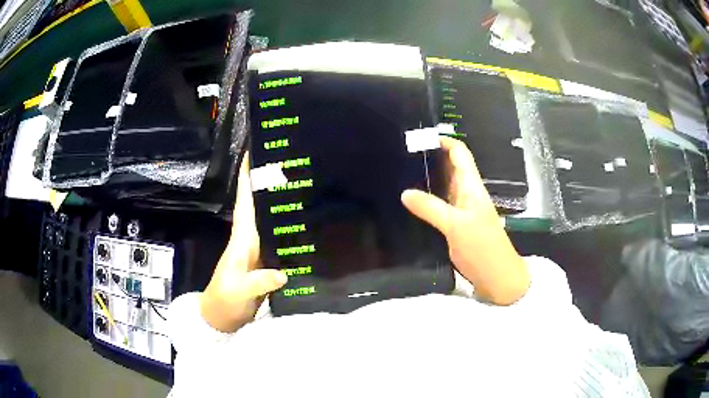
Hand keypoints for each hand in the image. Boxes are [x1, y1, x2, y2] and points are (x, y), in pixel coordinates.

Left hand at [200, 154, 287, 331]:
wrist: (221, 318)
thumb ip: (259, 282)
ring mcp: (260, 252)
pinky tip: (306, 227)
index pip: (245, 203)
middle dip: (269, 184)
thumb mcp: (238, 291)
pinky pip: (280, 242)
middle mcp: (251, 240)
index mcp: (242, 240)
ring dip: (280, 205)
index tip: (253, 153)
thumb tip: (283, 273)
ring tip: (301, 187)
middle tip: (290, 163)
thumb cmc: (224, 300)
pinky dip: (289, 231)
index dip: (247, 178)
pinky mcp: (268, 264)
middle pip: (260, 207)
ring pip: (271, 222)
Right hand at [401, 137, 529, 304]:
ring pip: (443, 186)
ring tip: (400, 174)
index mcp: (471, 186)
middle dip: (430, 158)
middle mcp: (466, 193)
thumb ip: (430, 208)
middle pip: (449, 167)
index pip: (460, 153)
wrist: (496, 277)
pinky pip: (439, 206)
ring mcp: (461, 210)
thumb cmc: (482, 247)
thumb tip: (404, 192)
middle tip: (401, 155)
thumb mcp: (455, 225)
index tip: (419, 137)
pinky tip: (410, 203)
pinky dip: (426, 200)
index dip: (444, 141)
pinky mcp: (455, 226)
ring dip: (427, 179)